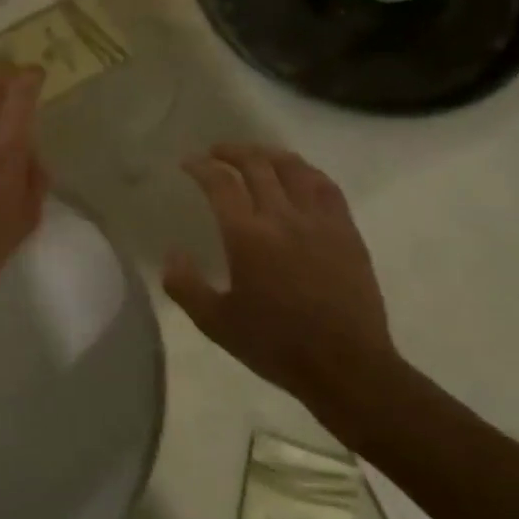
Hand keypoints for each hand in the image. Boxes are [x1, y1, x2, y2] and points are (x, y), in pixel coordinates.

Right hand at [163, 145, 399, 415]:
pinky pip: (327, 187)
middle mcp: (282, 218)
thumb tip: (172, 254)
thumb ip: (185, 286)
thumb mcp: (215, 323)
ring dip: (269, 155)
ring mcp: (320, 222)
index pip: (220, 184)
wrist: (346, 366)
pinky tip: (300, 175)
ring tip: (256, 156)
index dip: (201, 167)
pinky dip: (307, 172)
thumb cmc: (275, 345)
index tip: (188, 163)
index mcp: (247, 237)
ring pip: (294, 169)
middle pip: (257, 165)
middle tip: (217, 152)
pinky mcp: (347, 232)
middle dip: (232, 152)